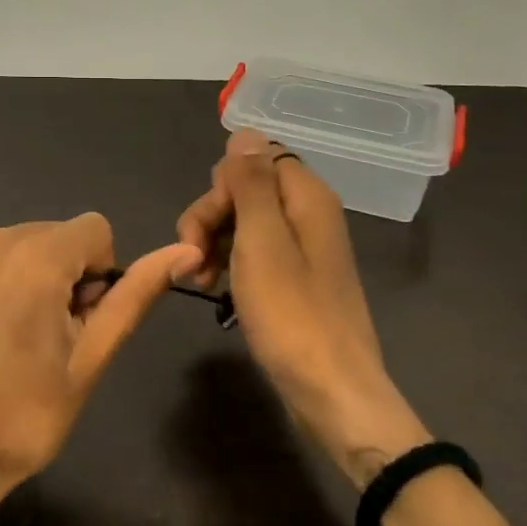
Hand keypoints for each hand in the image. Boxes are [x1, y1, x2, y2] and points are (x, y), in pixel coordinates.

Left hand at [0, 215, 200, 518]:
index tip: (76, 321)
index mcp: (34, 258)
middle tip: (43, 337)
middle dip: (59, 274)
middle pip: (51, 235)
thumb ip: (135, 295)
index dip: (98, 275)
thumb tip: (186, 251)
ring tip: (5, 338)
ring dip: (21, 276)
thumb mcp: (90, 359)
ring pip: (11, 244)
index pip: (95, 230)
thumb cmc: (22, 417)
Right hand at [177, 131, 429, 484]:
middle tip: (193, 261)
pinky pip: (255, 253)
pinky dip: (230, 264)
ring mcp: (303, 248)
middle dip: (211, 218)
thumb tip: (244, 133)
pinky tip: (216, 290)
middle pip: (246, 190)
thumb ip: (252, 183)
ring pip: (245, 222)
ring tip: (200, 282)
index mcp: (306, 197)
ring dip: (214, 244)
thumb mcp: (262, 242)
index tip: (203, 229)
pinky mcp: (295, 279)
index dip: (220, 189)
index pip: (252, 160)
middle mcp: (308, 214)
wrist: (333, 392)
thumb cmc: (292, 316)